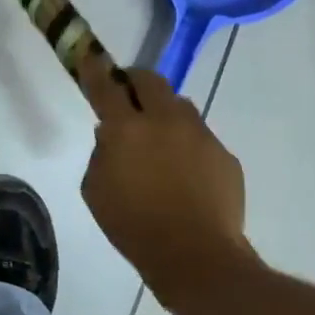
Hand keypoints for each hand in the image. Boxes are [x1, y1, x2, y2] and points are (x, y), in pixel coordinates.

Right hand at [78, 59, 257, 307]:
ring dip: (164, 113)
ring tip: (159, 141)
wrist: (197, 257)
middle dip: (135, 82)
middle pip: (150, 81)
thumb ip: (101, 154)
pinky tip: (184, 175)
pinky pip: (200, 138)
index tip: (90, 57)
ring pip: (180, 106)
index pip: (106, 86)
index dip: (95, 69)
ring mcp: (200, 135)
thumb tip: (112, 137)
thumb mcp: (96, 190)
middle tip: (128, 97)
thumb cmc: (134, 226)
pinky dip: (188, 146)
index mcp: (127, 128)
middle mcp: (165, 120)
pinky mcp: (224, 154)